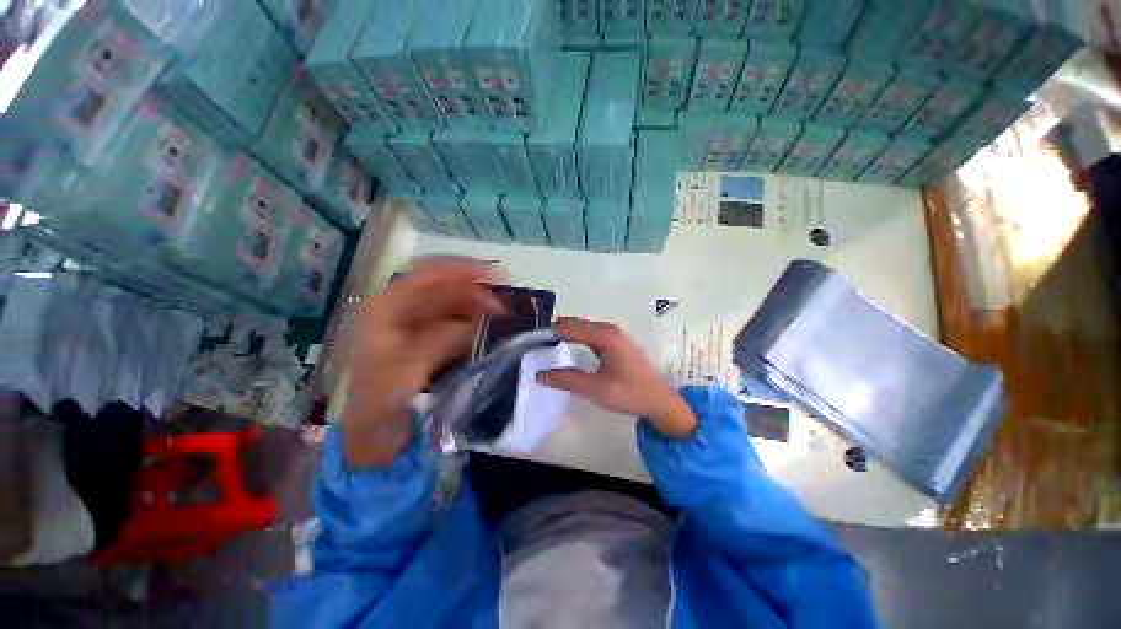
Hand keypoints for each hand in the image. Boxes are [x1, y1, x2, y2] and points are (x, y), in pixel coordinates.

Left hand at [342, 258, 504, 467]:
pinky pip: (453, 317)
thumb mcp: (412, 367)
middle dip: (475, 290)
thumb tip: (479, 321)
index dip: (460, 270)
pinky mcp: (425, 333)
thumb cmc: (384, 397)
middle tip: (504, 302)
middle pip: (442, 286)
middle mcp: (398, 306)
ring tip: (502, 313)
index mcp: (385, 308)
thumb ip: (445, 339)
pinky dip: (472, 318)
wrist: (374, 426)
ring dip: (477, 304)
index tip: (493, 276)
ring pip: (451, 301)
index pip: (426, 275)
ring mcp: (412, 319)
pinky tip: (488, 323)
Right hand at [538, 318, 696, 438]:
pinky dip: (576, 340)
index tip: (531, 343)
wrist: (660, 401)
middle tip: (536, 347)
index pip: (569, 325)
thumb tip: (539, 375)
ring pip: (582, 329)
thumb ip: (567, 380)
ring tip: (547, 349)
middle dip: (555, 333)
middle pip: (575, 324)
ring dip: (565, 336)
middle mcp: (608, 330)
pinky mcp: (615, 343)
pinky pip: (589, 335)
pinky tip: (567, 351)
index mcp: (604, 336)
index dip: (549, 332)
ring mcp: (613, 335)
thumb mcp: (596, 389)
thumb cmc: (630, 394)